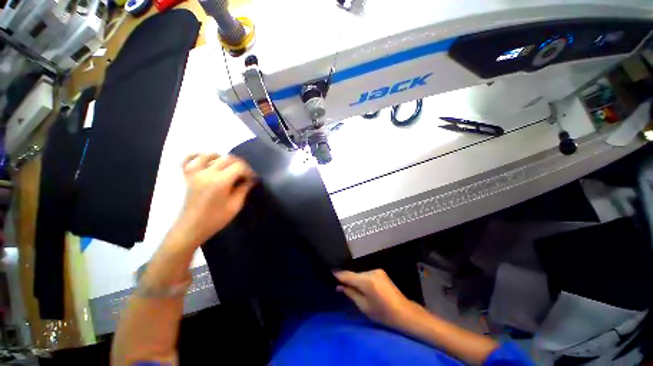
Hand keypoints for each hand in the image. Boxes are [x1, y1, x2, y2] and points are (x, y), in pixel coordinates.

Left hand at [176, 153, 255, 245]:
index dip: (249, 171)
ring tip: (228, 167)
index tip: (252, 179)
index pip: (239, 166)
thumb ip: (243, 189)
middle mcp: (207, 173)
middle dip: (240, 164)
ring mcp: (195, 173)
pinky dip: (196, 155)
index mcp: (221, 181)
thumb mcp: (235, 205)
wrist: (191, 228)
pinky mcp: (187, 176)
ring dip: (222, 158)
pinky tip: (204, 159)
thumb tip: (251, 180)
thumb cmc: (216, 219)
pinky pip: (188, 160)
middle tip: (245, 174)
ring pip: (209, 155)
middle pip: (227, 158)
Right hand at [334, 269, 422, 328]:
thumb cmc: (382, 313)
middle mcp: (371, 272)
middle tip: (339, 286)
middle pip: (354, 274)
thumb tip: (339, 286)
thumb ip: (350, 293)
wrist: (403, 312)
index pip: (348, 275)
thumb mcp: (364, 306)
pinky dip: (362, 279)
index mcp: (367, 281)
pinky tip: (362, 286)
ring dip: (355, 279)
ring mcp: (377, 270)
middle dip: (347, 279)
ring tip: (350, 287)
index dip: (338, 274)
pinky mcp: (380, 272)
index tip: (330, 272)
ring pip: (360, 274)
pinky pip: (367, 274)